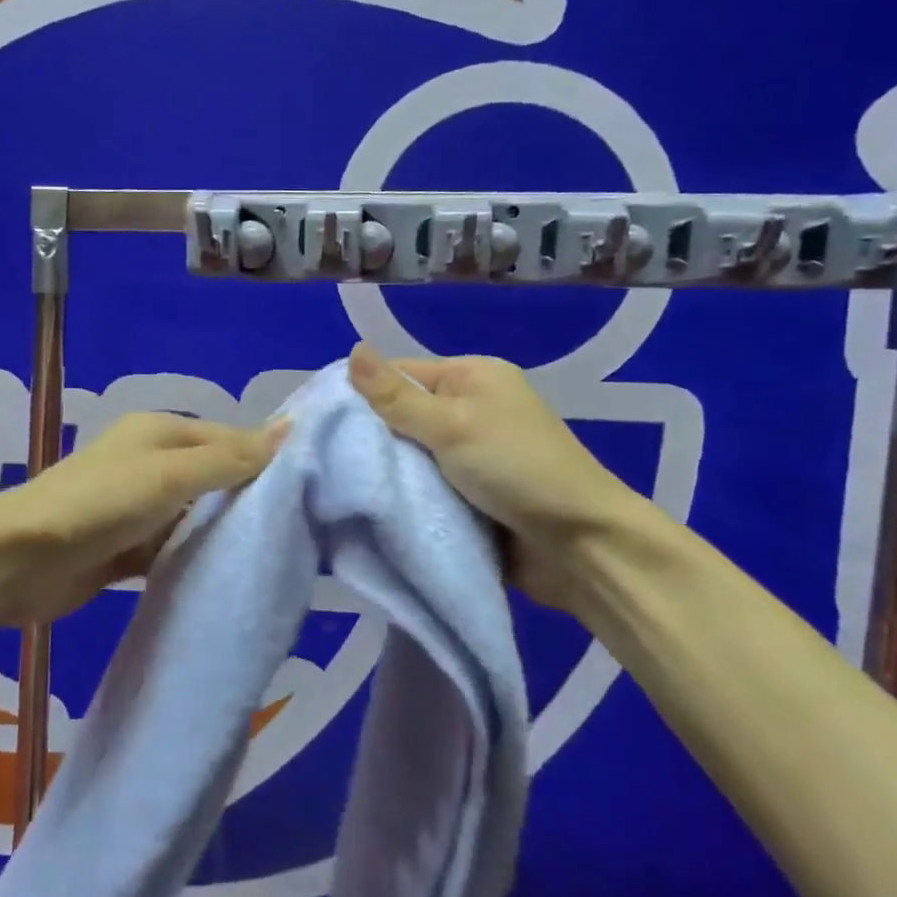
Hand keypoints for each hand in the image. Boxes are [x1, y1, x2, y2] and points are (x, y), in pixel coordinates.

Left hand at [0, 411, 285, 625]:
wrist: (19, 561)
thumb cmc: (100, 504)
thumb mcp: (170, 475)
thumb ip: (229, 458)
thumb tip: (290, 429)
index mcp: (159, 433)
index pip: (228, 439)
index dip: (265, 459)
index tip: (309, 488)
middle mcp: (150, 463)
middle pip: (213, 477)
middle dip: (248, 498)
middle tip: (300, 526)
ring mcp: (136, 508)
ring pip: (195, 516)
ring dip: (222, 532)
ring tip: (275, 552)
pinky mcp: (126, 548)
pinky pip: (172, 548)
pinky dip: (194, 558)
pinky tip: (226, 575)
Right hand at [347, 343, 648, 610]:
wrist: (579, 546)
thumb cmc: (516, 469)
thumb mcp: (451, 425)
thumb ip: (396, 396)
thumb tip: (353, 349)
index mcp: (472, 378)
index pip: (401, 374)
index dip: (360, 393)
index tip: (318, 419)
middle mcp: (470, 410)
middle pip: (402, 416)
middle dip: (370, 438)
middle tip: (323, 458)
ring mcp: (471, 455)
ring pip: (411, 456)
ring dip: (387, 472)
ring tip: (338, 484)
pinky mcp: (470, 494)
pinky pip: (426, 487)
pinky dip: (406, 495)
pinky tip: (371, 505)